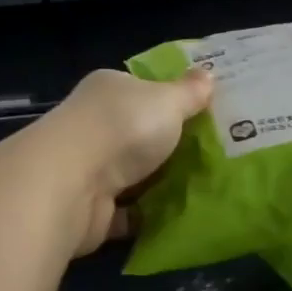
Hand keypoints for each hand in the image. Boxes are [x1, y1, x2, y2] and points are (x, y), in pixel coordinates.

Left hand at [47, 67, 212, 253]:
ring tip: (208, 186)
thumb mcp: (168, 101)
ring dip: (162, 182)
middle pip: (141, 134)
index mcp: (110, 90)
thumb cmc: (123, 128)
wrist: (72, 186)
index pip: (143, 89)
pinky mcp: (92, 209)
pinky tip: (182, 216)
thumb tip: (208, 74)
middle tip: (219, 152)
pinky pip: (129, 212)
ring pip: (135, 174)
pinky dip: (149, 215)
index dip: (174, 99)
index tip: (207, 112)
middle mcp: (95, 125)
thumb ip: (189, 92)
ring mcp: (91, 169)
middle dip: (173, 144)